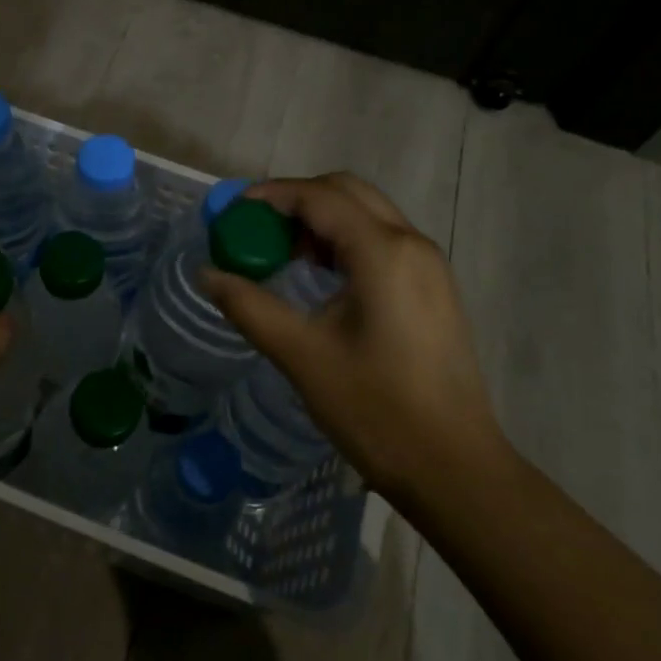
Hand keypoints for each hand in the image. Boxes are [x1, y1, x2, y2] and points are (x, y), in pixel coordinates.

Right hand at [200, 172, 505, 497]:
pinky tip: (319, 279)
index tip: (231, 212)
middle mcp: (412, 244)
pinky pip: (382, 242)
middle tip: (256, 231)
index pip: (318, 196)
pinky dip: (344, 242)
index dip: (270, 195)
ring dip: (321, 221)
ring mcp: (429, 266)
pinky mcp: (434, 288)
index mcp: (383, 252)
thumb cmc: (376, 410)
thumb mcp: (301, 355)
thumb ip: (249, 306)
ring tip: (281, 256)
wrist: (454, 469)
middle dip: (296, 201)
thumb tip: (206, 273)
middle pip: (346, 192)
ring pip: (367, 214)